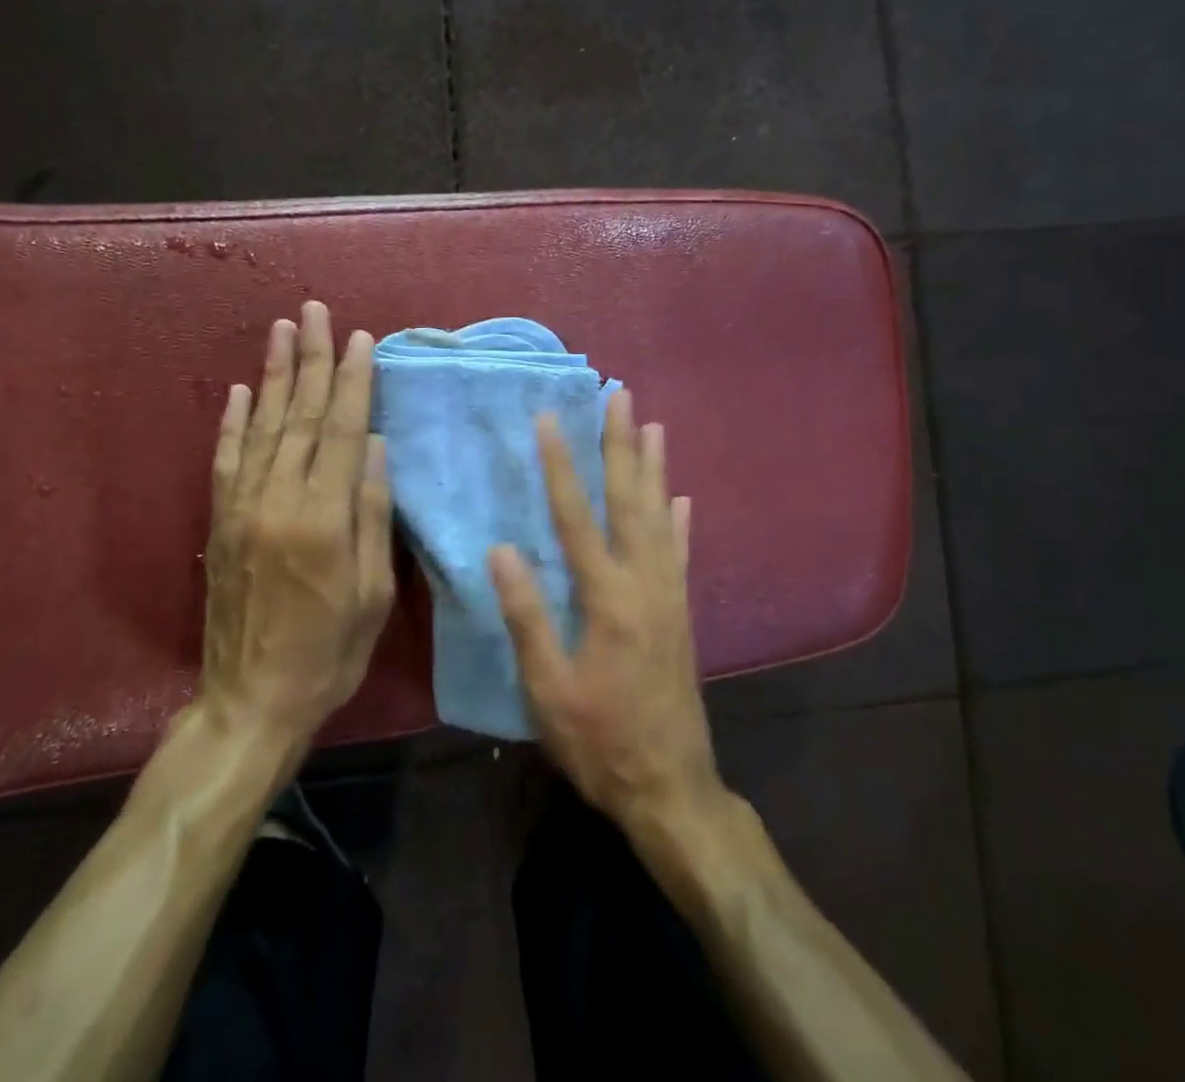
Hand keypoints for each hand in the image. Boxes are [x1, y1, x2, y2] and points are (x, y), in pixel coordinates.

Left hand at [198, 301, 395, 756]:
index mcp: (322, 519)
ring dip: (275, 374)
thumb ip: (372, 514)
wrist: (251, 703)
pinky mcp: (220, 523)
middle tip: (314, 310)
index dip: (352, 381)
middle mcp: (278, 501)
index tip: (359, 338)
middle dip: (311, 358)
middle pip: (300, 416)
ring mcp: (242, 509)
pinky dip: (234, 421)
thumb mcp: (372, 592)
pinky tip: (242, 390)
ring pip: (263, 427)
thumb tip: (375, 446)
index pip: (341, 431)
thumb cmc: (330, 653)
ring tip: (281, 329)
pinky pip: (226, 460)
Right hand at [490, 389, 722, 834]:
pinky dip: (680, 522)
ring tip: (654, 426)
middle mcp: (644, 583)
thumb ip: (527, 616)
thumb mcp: (549, 689)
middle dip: (621, 445)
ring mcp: (669, 595)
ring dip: (654, 468)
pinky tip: (681, 498)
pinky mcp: (682, 612)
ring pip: (660, 517)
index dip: (561, 465)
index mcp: (607, 598)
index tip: (550, 420)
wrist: (671, 788)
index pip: (577, 516)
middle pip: (630, 500)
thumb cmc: (600, 741)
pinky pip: (681, 554)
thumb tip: (502, 550)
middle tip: (621, 396)